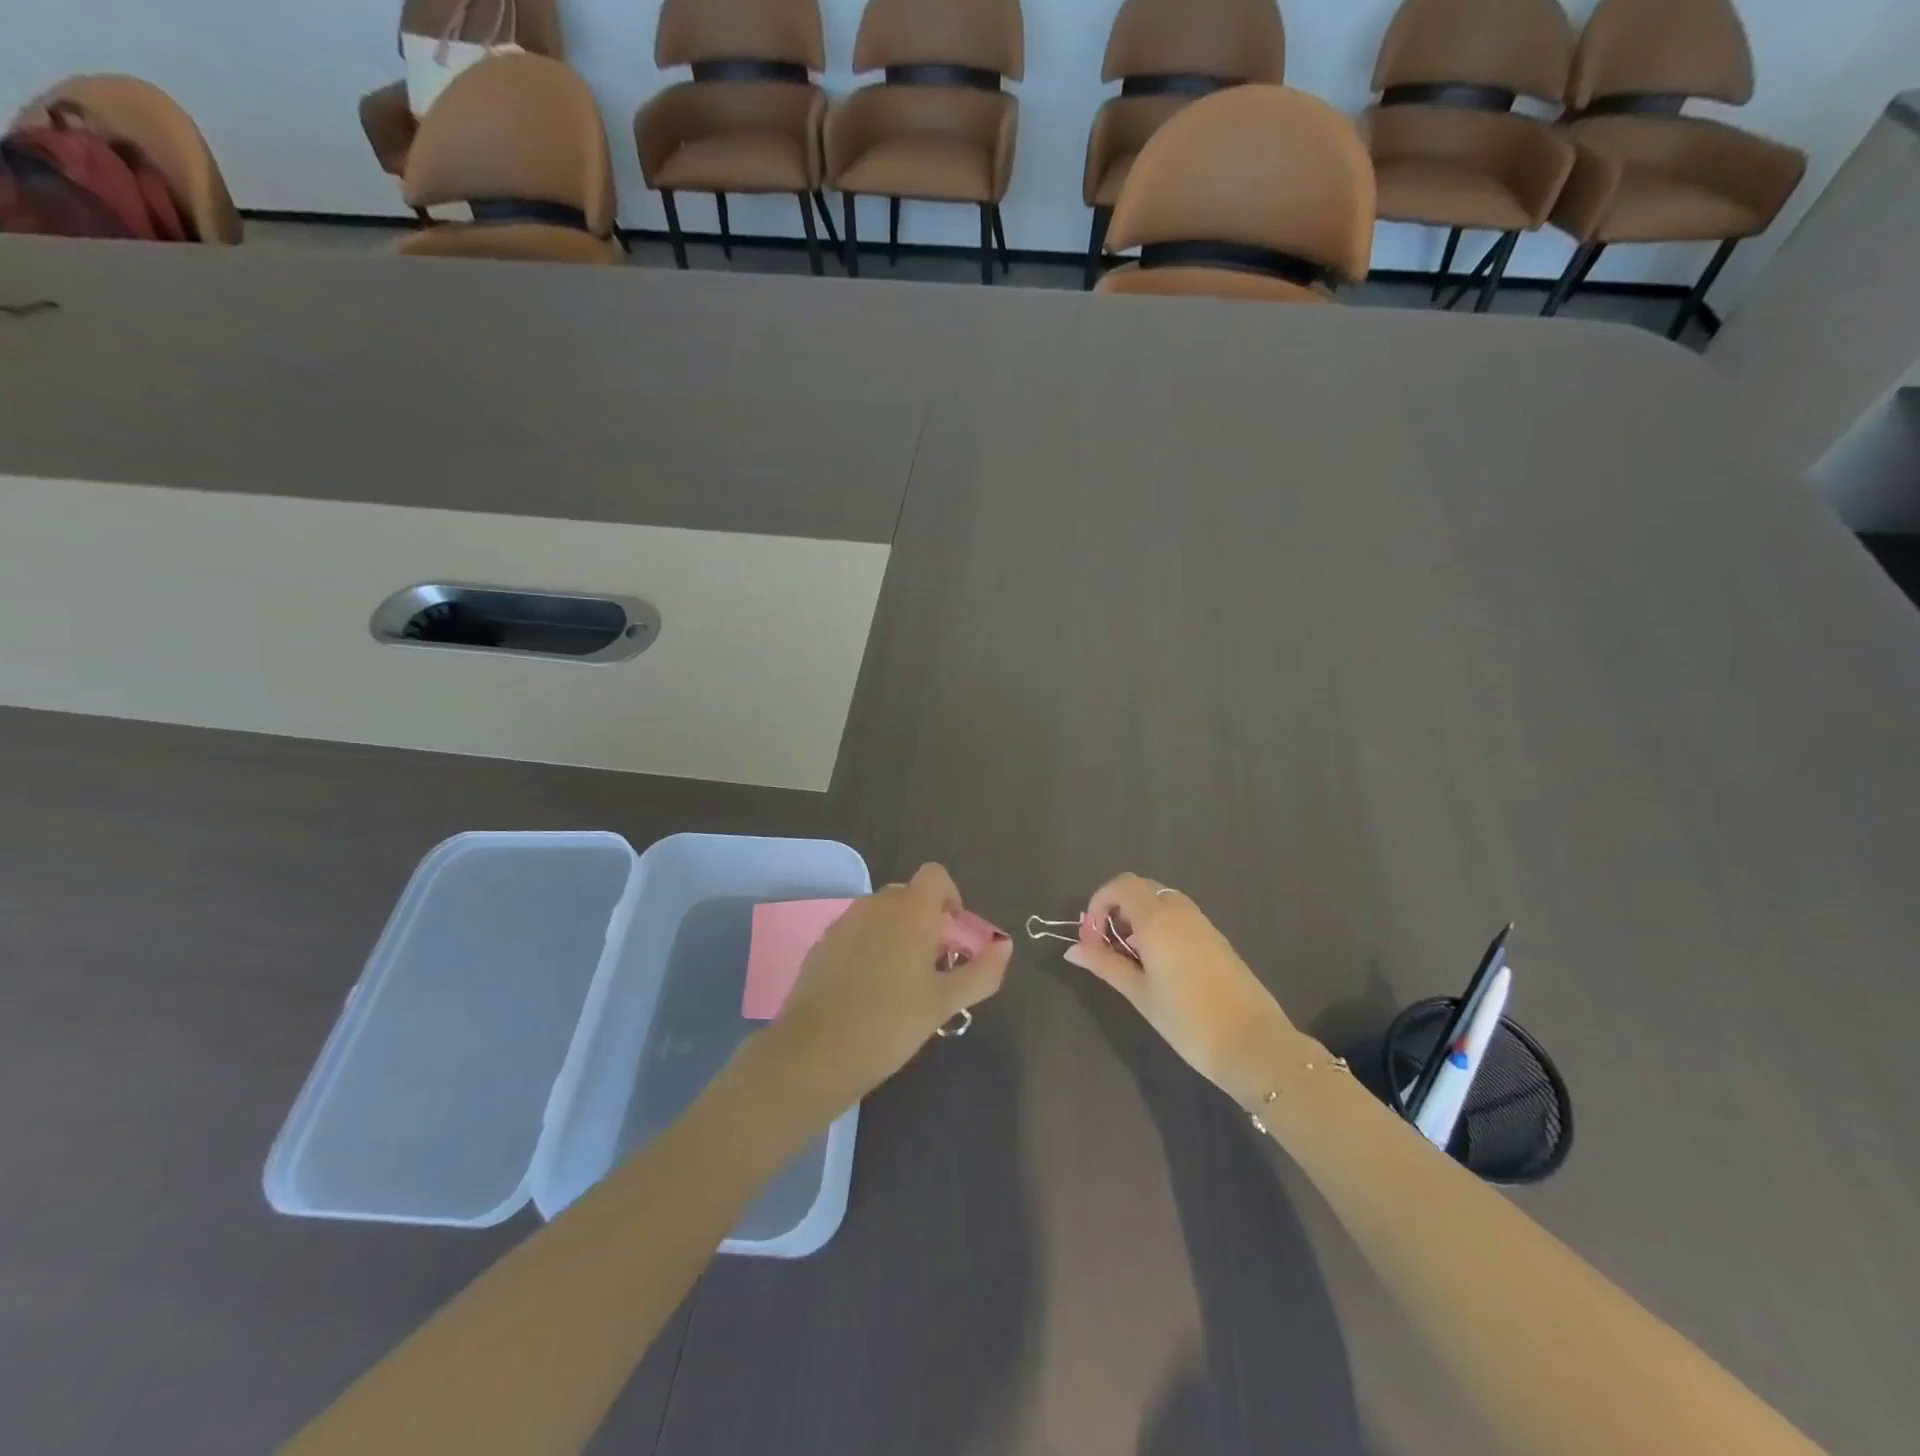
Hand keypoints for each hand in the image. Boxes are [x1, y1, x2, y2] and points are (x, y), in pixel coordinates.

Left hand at [768, 864, 1010, 1109]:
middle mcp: (876, 904)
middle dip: (925, 921)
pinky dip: (869, 948)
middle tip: (932, 967)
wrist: (815, 1052)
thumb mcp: (945, 1002)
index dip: (949, 896)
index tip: (952, 935)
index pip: (935, 875)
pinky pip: (856, 932)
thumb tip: (1005, 945)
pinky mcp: (822, 943)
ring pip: (881, 915)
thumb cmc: (890, 1023)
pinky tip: (867, 991)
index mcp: (910, 910)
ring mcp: (844, 922)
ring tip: (900, 983)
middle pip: (908, 896)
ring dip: (896, 934)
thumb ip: (982, 971)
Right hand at [1063, 873, 1302, 1105]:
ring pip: (1162, 901)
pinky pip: (1180, 916)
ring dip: (1139, 917)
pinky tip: (1160, 965)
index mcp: (1157, 920)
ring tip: (1132, 958)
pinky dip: (1161, 926)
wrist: (1253, 1044)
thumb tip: (1073, 949)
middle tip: (1108, 946)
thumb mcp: (1139, 993)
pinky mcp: (1217, 938)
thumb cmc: (1187, 1020)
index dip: (1098, 903)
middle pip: (1141, 888)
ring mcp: (1202, 923)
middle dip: (1117, 908)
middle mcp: (1180, 911)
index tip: (1091, 939)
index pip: (1121, 885)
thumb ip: (1105, 965)